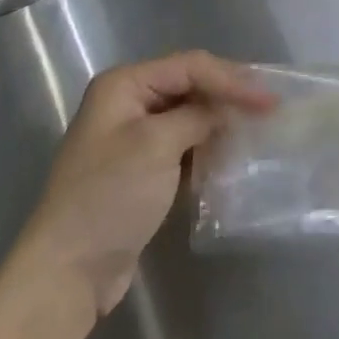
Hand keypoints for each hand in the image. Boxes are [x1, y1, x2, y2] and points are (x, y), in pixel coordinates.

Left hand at [20, 52, 273, 318]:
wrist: (68, 272)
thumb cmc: (110, 197)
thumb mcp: (157, 146)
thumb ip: (198, 117)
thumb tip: (227, 111)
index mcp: (124, 85)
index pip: (190, 66)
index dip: (232, 79)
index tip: (270, 100)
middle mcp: (127, 103)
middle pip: (190, 86)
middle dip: (228, 96)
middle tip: (269, 109)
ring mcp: (132, 138)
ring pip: (189, 116)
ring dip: (220, 123)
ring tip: (257, 130)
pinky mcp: (141, 170)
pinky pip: (182, 146)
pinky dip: (207, 148)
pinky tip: (231, 157)